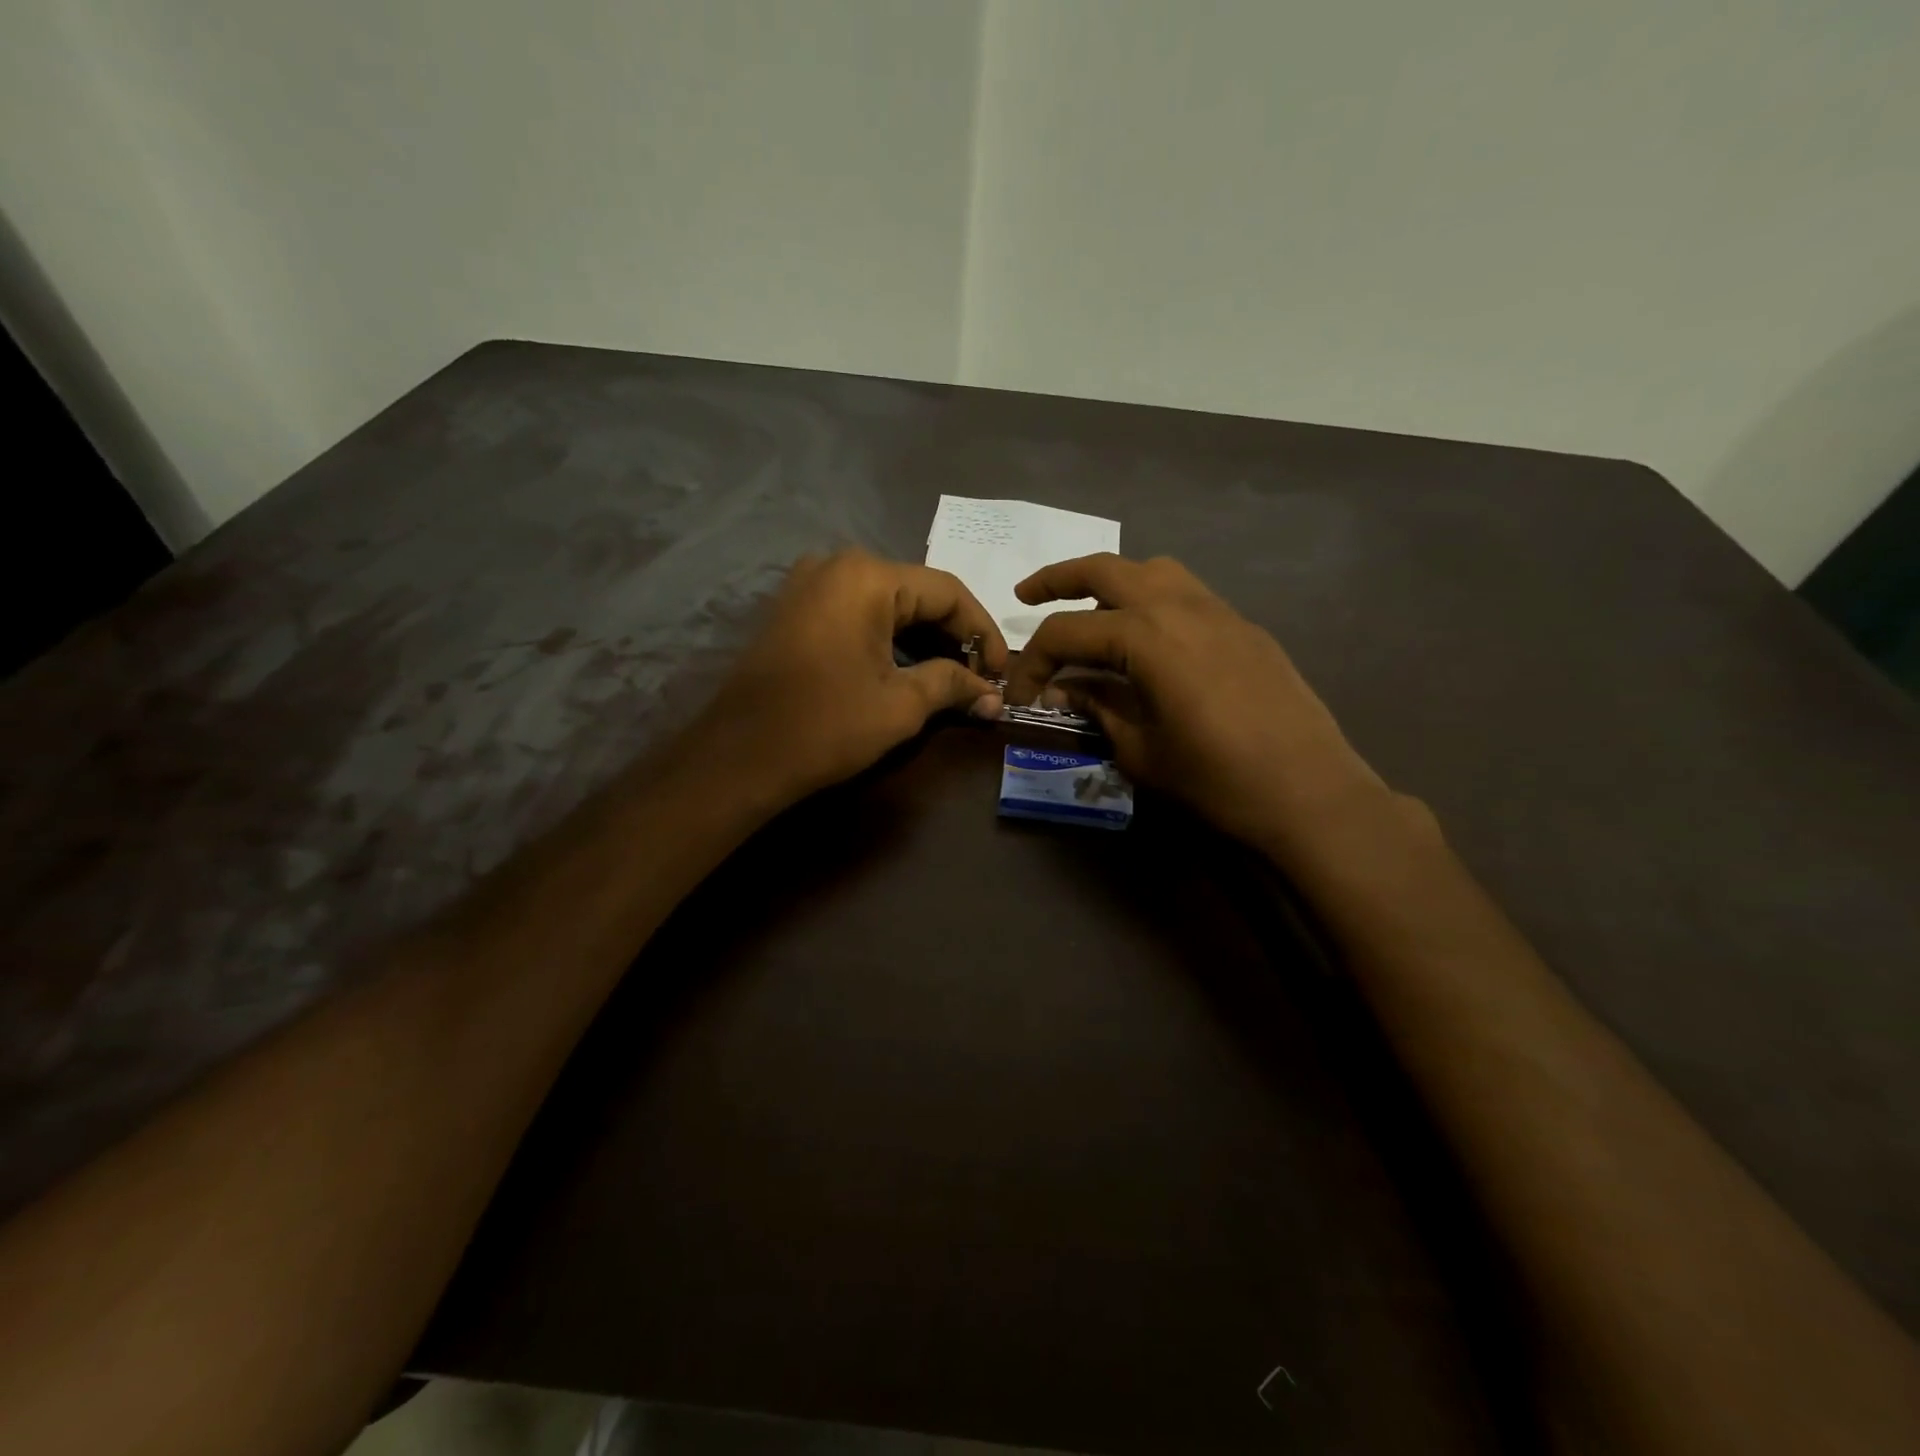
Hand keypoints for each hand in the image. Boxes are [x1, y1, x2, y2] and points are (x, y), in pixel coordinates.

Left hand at [697, 549, 1007, 801]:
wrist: (738, 757)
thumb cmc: (827, 725)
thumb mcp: (901, 704)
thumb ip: (953, 685)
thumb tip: (994, 695)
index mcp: (867, 576)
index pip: (948, 592)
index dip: (984, 631)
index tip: (1003, 672)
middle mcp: (837, 566)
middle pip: (916, 593)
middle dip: (954, 636)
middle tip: (980, 677)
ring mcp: (809, 586)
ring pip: (886, 604)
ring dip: (922, 639)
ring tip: (951, 678)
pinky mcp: (794, 611)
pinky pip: (856, 615)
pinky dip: (888, 639)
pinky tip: (908, 670)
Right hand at [1002, 554, 1388, 854]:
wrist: (1310, 792)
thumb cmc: (1216, 779)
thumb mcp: (1140, 751)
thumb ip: (1097, 708)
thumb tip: (1062, 690)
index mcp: (1146, 637)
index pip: (1067, 632)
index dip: (1033, 661)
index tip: (1019, 692)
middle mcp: (1179, 606)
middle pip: (1105, 570)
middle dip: (1058, 579)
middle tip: (1026, 597)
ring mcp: (1218, 611)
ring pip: (1152, 571)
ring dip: (1111, 581)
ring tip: (1089, 611)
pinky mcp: (1243, 627)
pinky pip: (1186, 594)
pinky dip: (1152, 600)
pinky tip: (1146, 639)